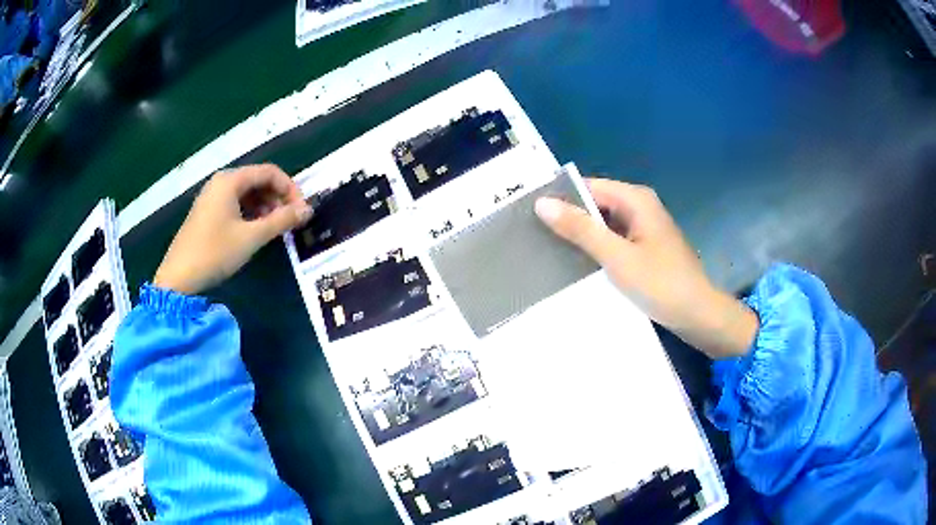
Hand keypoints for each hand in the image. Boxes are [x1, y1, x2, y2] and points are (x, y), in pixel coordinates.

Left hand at [154, 164, 311, 294]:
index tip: (301, 211)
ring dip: (265, 206)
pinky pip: (235, 203)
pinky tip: (255, 231)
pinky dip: (250, 213)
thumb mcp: (252, 237)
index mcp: (230, 180)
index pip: (269, 172)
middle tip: (289, 221)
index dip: (290, 188)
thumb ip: (281, 220)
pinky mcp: (207, 212)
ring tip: (274, 228)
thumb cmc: (215, 252)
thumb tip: (308, 210)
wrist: (179, 277)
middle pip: (257, 180)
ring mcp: (211, 197)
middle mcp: (221, 182)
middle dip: (277, 197)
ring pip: (246, 193)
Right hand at [535, 178, 757, 358]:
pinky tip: (576, 262)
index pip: (588, 187)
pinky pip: (614, 239)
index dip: (560, 198)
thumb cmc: (661, 283)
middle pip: (596, 203)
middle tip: (533, 234)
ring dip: (581, 234)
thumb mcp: (617, 257)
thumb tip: (543, 203)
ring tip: (546, 247)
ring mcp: (643, 227)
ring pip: (603, 223)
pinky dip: (596, 247)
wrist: (698, 314)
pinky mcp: (645, 247)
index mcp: (636, 199)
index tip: (529, 213)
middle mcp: (640, 206)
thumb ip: (581, 229)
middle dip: (569, 217)